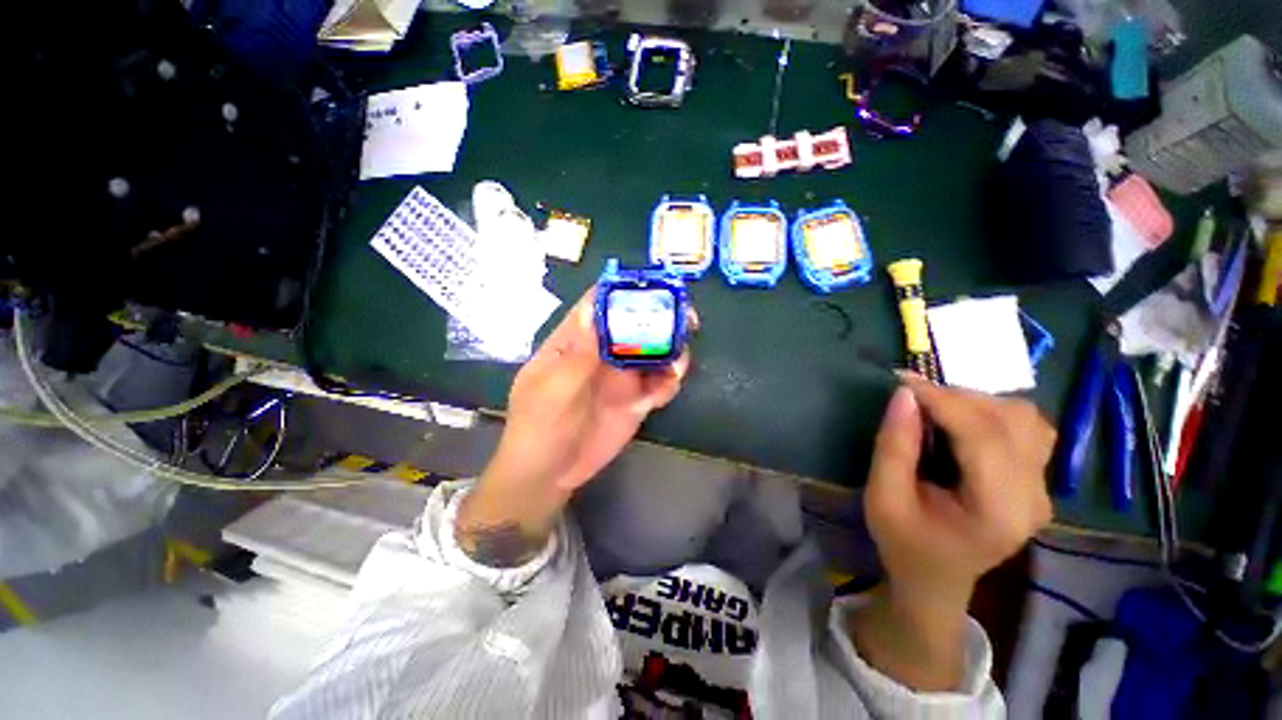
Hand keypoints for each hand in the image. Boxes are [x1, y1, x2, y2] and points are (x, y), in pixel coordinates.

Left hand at [459, 289, 693, 565]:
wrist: (550, 473)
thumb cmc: (540, 426)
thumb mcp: (553, 389)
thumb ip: (578, 353)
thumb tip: (592, 307)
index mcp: (576, 341)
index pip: (599, 304)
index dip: (623, 290)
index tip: (654, 286)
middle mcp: (602, 352)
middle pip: (635, 323)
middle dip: (660, 318)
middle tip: (685, 320)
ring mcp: (621, 376)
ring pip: (654, 351)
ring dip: (671, 350)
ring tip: (678, 361)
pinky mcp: (636, 399)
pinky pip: (660, 383)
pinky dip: (670, 381)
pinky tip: (668, 388)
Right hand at [866, 374, 1054, 608]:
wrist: (936, 579)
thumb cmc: (904, 544)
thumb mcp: (883, 498)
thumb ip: (894, 447)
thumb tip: (904, 395)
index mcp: (999, 512)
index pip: (983, 437)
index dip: (943, 401)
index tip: (903, 380)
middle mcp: (1034, 497)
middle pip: (1010, 421)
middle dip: (958, 398)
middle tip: (913, 398)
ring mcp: (1042, 489)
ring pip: (1025, 418)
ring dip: (977, 403)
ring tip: (936, 409)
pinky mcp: (1038, 481)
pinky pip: (1027, 428)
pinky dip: (993, 413)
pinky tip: (963, 423)